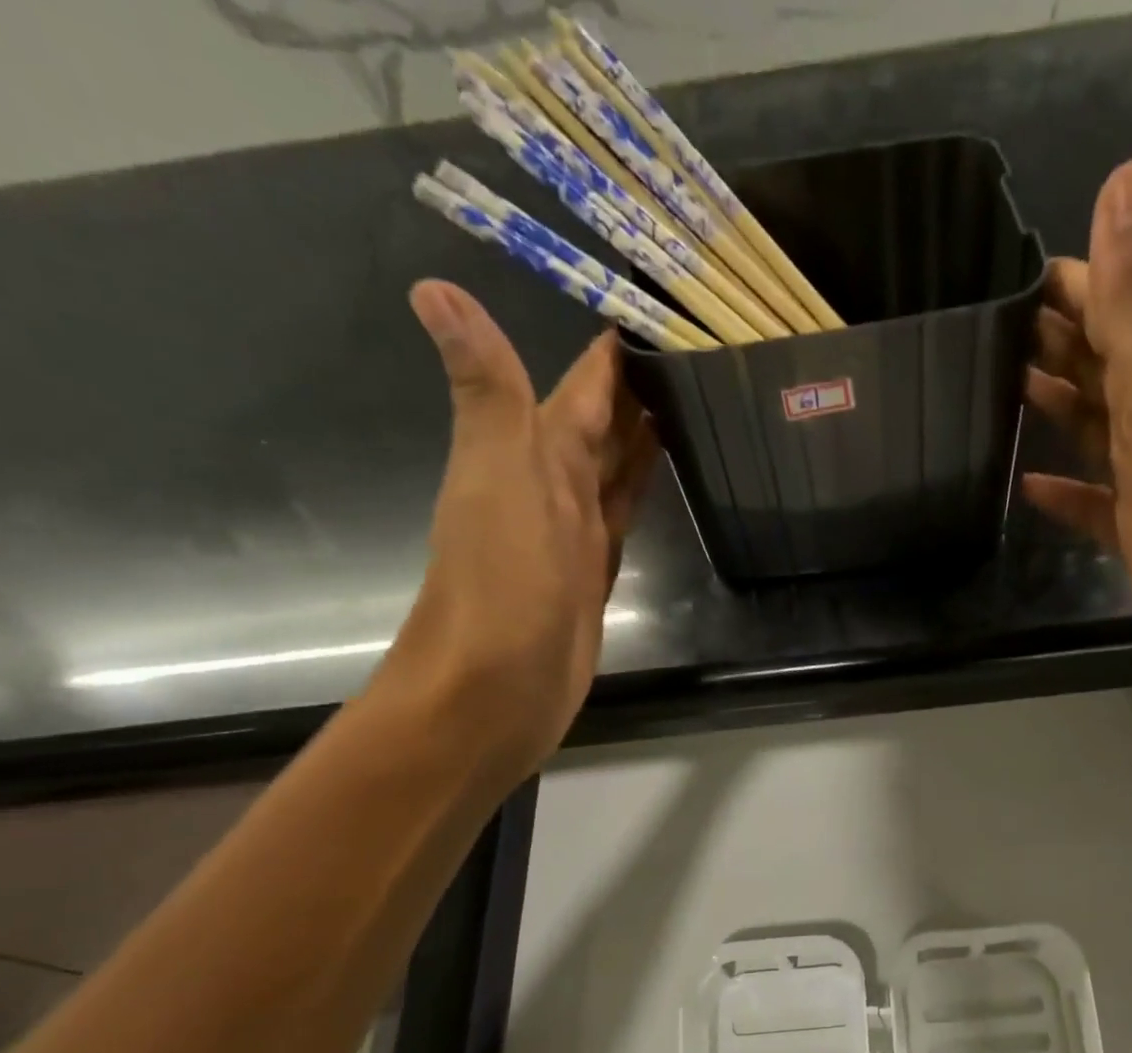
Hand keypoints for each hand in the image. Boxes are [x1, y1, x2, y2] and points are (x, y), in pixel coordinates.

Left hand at [385, 280, 656, 776]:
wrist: (496, 687)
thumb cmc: (501, 581)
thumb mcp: (499, 477)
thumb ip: (487, 391)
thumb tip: (433, 286)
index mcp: (532, 455)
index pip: (581, 388)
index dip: (613, 353)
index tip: (659, 309)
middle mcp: (552, 487)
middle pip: (601, 427)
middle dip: (639, 390)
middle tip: (698, 353)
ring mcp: (575, 534)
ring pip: (615, 470)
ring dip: (645, 437)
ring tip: (695, 402)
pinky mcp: (596, 575)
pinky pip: (624, 516)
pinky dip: (642, 490)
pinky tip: (668, 474)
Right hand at [1023, 161, 1131, 675]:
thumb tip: (1123, 176)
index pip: (1107, 300)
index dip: (1061, 281)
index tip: (996, 272)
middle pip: (1093, 361)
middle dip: (1045, 341)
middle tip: (977, 334)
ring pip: (1090, 425)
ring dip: (1050, 404)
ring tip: (992, 392)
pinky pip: (1087, 501)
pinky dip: (1059, 491)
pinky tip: (1024, 485)